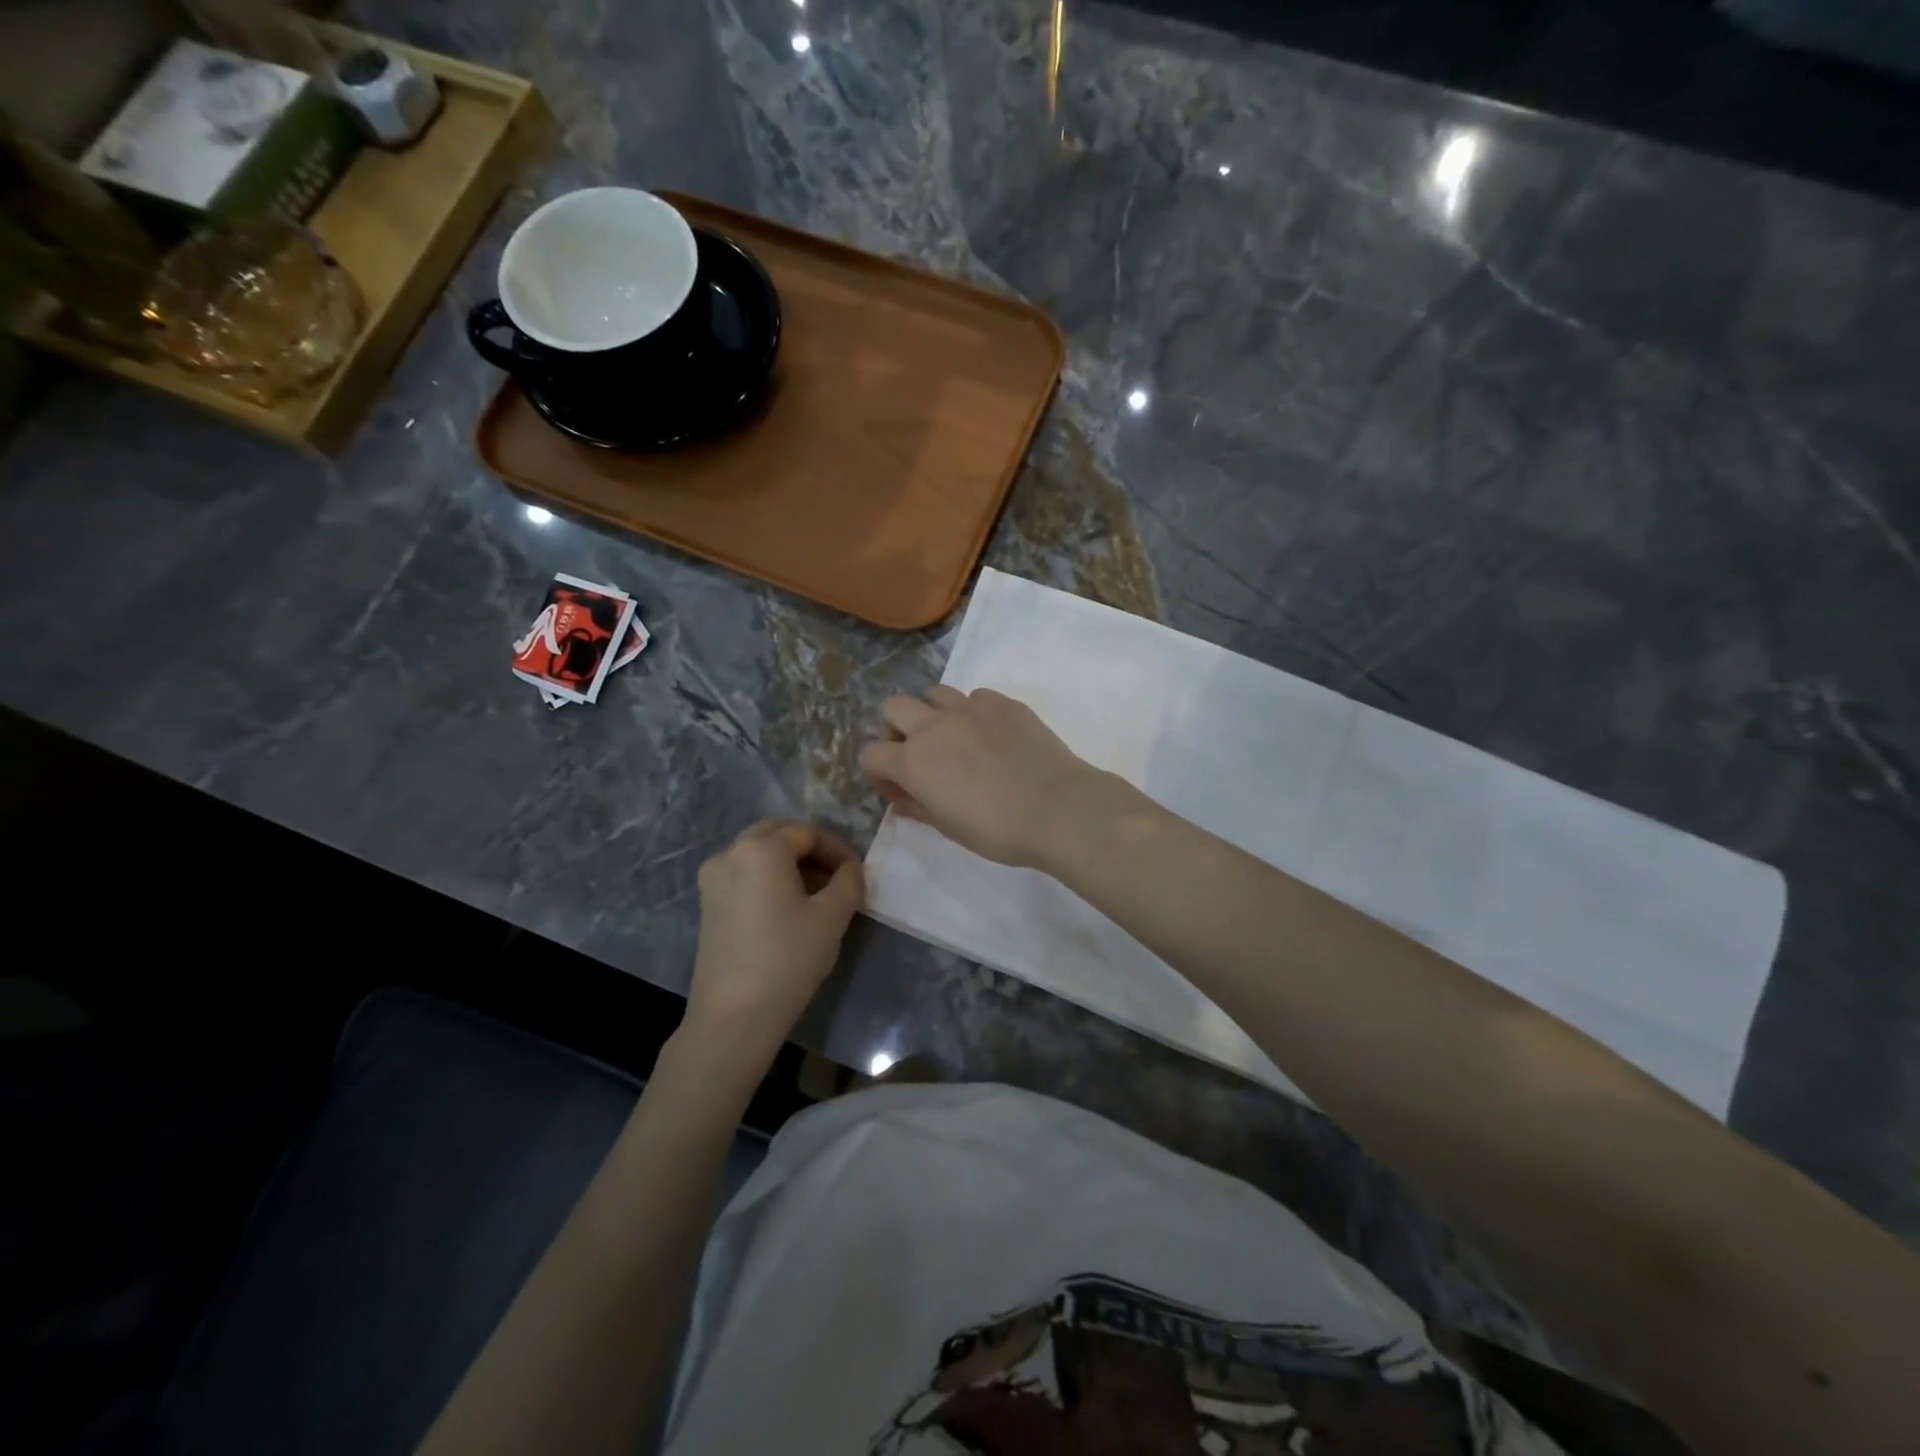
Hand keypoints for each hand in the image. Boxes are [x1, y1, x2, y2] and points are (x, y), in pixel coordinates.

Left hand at [685, 820, 864, 1063]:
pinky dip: (768, 879)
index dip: (837, 848)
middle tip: (836, 875)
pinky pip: (743, 875)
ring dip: (789, 863)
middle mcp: (730, 854)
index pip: (807, 833)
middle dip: (810, 849)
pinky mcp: (707, 905)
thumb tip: (850, 870)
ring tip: (817, 894)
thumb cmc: (788, 959)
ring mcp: (712, 879)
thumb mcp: (832, 916)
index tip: (857, 872)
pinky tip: (788, 908)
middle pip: (777, 835)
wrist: (734, 1016)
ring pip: (758, 854)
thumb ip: (848, 881)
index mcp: (760, 849)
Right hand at [858, 686, 1097, 868]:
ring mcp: (970, 708)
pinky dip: (974, 713)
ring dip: (934, 713)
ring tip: (954, 738)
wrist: (1057, 808)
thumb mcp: (949, 828)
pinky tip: (991, 736)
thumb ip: (918, 808)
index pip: (871, 754)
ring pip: (934, 693)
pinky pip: (975, 697)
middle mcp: (934, 726)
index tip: (899, 789)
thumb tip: (902, 798)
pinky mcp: (1003, 702)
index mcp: (913, 761)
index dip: (879, 773)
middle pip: (893, 707)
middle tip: (917, 753)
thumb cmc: (998, 830)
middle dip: (896, 728)